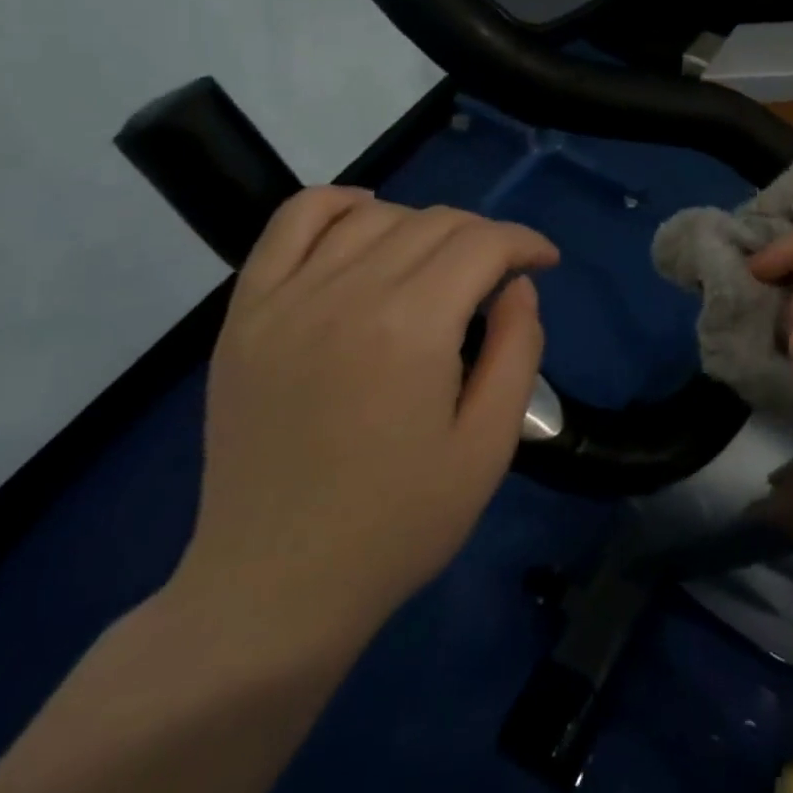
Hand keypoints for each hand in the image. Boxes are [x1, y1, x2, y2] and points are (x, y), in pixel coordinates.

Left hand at [171, 188, 558, 647]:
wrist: (273, 589)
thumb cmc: (396, 525)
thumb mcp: (488, 446)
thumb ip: (517, 350)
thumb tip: (518, 287)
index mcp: (412, 327)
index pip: (484, 244)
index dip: (525, 243)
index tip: (545, 263)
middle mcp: (348, 293)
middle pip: (436, 222)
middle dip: (485, 237)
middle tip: (501, 276)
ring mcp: (288, 298)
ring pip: (376, 216)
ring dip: (424, 225)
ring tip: (440, 264)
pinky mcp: (247, 313)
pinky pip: (293, 222)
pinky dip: (337, 203)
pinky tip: (366, 218)